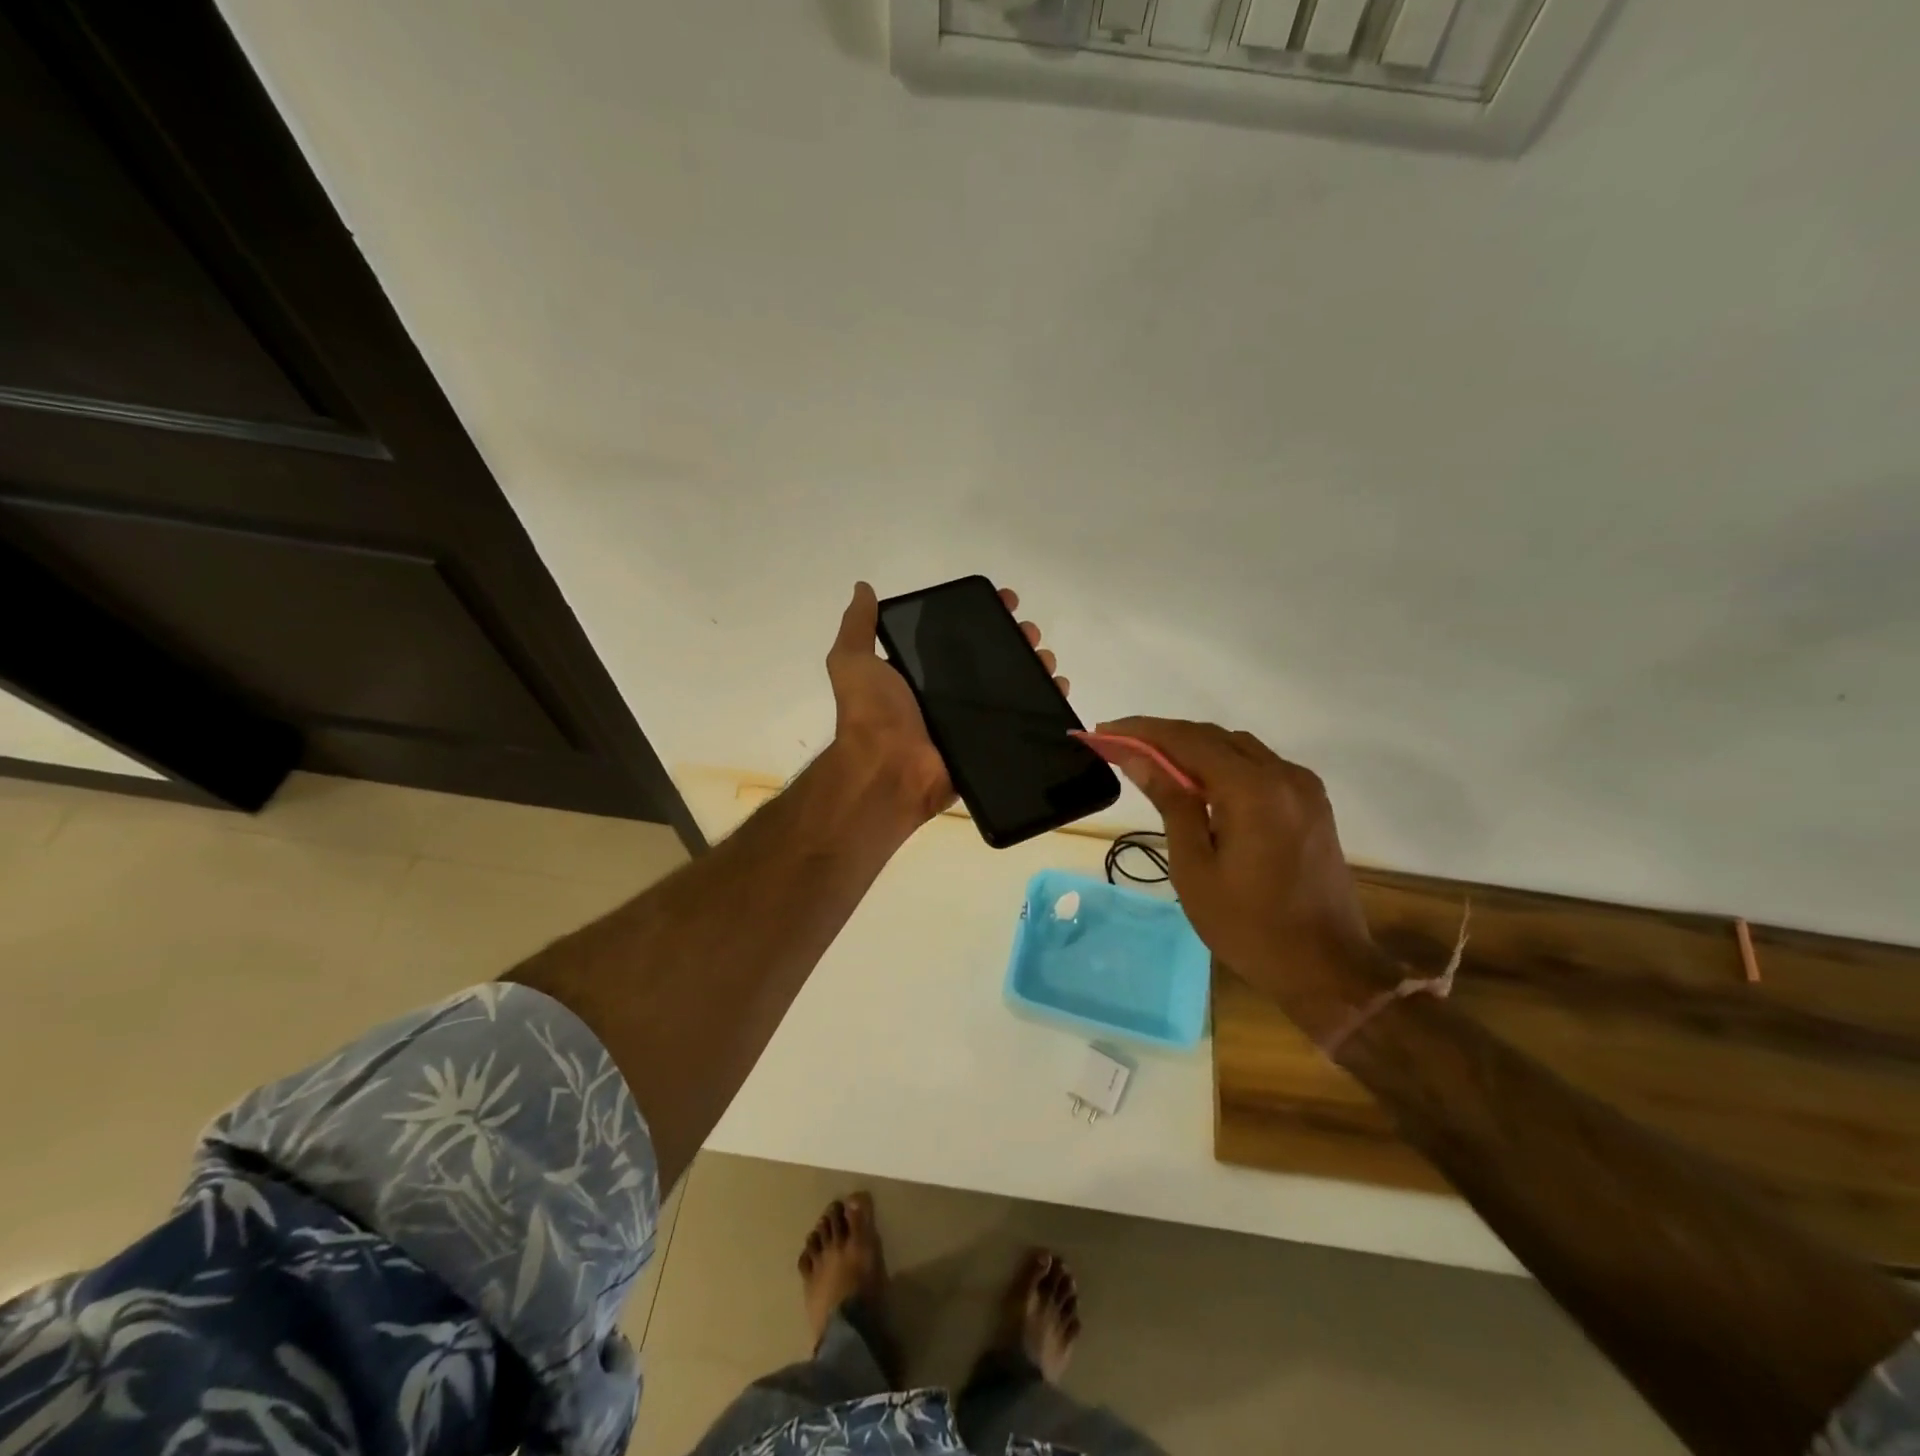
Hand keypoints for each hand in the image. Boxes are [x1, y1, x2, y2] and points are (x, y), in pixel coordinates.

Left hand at [826, 582, 1069, 828]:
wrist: (888, 770)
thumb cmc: (874, 713)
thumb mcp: (853, 662)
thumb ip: (858, 626)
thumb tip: (862, 587)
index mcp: (921, 673)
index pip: (959, 636)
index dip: (983, 616)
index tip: (1006, 601)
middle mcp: (947, 695)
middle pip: (993, 660)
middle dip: (1016, 640)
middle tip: (1030, 634)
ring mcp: (970, 721)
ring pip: (1013, 688)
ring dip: (1035, 668)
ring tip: (1046, 660)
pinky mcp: (988, 744)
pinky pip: (1022, 722)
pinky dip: (1045, 705)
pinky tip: (1059, 689)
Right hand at [1084, 717, 1389, 1032]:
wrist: (1327, 969)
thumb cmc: (1248, 926)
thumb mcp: (1195, 867)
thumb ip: (1170, 803)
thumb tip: (1137, 757)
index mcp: (1253, 790)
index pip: (1186, 740)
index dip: (1141, 731)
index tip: (1103, 732)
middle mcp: (1283, 774)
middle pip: (1212, 736)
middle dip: (1162, 736)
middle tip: (1118, 745)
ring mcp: (1303, 787)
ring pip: (1237, 747)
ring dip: (1192, 748)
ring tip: (1150, 761)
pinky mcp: (1311, 803)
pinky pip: (1259, 766)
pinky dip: (1222, 764)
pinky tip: (1197, 782)